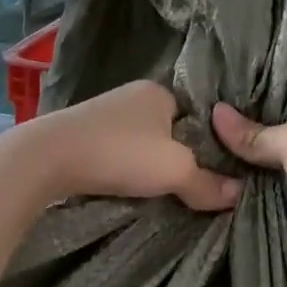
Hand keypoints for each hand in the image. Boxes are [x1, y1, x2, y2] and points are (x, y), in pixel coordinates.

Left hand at [21, 81, 239, 210]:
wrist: (47, 158)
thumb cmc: (119, 154)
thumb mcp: (174, 171)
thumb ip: (208, 183)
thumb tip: (239, 195)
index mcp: (160, 92)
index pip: (199, 116)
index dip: (210, 143)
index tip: (217, 172)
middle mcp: (133, 96)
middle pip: (171, 130)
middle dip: (180, 156)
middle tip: (193, 186)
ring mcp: (105, 114)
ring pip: (143, 142)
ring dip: (150, 164)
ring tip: (162, 191)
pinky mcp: (83, 134)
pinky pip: (119, 151)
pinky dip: (126, 167)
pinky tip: (129, 185)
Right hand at [211, 104, 286, 227]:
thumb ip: (256, 133)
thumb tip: (215, 112)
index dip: (269, 103)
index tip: (233, 101)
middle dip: (258, 139)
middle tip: (215, 130)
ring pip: (285, 170)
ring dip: (258, 170)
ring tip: (215, 156)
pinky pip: (285, 196)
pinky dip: (264, 194)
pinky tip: (236, 187)